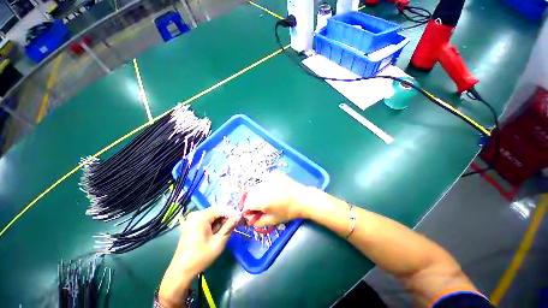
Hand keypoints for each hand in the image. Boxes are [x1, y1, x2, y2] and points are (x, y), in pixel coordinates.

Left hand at [173, 207, 240, 275]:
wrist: (181, 271)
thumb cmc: (200, 257)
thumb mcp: (218, 242)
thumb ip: (229, 226)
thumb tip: (238, 216)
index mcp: (200, 217)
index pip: (221, 209)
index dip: (231, 213)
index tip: (239, 219)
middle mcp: (195, 214)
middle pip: (216, 210)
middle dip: (226, 217)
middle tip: (234, 226)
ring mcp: (192, 218)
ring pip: (212, 214)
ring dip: (220, 221)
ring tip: (225, 231)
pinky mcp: (192, 223)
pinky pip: (207, 219)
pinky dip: (214, 223)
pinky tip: (216, 232)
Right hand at [242, 172, 310, 226]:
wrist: (302, 198)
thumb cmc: (288, 211)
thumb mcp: (273, 220)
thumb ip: (258, 221)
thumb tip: (249, 219)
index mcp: (262, 201)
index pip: (246, 204)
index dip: (249, 209)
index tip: (254, 212)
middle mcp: (262, 187)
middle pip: (250, 194)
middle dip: (253, 200)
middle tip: (263, 204)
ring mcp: (268, 178)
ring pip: (257, 186)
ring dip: (259, 192)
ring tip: (270, 195)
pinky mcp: (273, 173)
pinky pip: (264, 180)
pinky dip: (266, 185)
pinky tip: (275, 189)